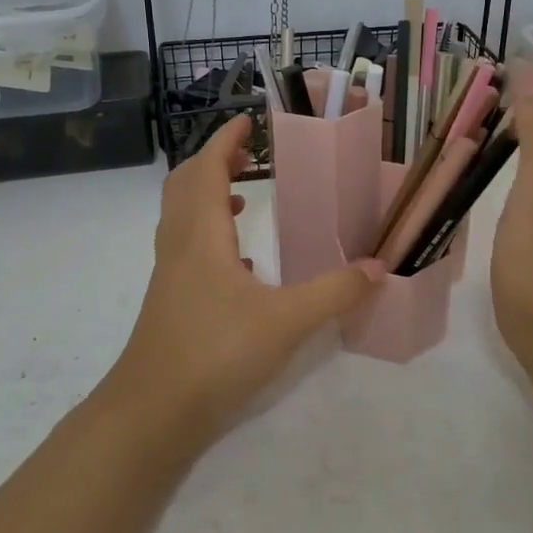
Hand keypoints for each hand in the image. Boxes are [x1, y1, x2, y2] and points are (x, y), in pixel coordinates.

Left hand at [105, 115, 383, 443]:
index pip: (208, 169)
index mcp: (202, 235)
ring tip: (246, 195)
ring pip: (182, 216)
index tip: (247, 120)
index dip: (225, 140)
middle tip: (248, 152)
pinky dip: (210, 235)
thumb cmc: (216, 354)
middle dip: (214, 160)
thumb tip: (379, 266)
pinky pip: (187, 248)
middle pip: (186, 184)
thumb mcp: (286, 322)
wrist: (153, 412)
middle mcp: (180, 246)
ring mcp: (170, 275)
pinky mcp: (171, 301)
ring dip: (209, 195)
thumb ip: (335, 292)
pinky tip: (241, 263)